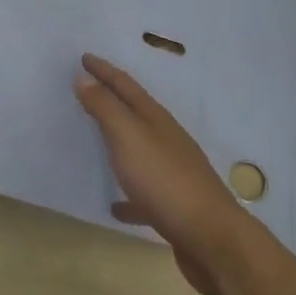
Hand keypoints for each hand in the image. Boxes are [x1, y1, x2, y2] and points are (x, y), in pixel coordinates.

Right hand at [74, 54, 248, 294]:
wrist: (211, 237)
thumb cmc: (165, 180)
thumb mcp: (128, 137)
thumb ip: (105, 108)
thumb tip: (84, 78)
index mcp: (155, 118)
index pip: (125, 85)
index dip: (103, 70)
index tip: (83, 57)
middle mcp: (166, 139)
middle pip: (134, 112)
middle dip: (111, 98)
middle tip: (86, 88)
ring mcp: (172, 172)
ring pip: (140, 149)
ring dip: (119, 141)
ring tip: (95, 140)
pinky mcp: (173, 205)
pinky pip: (143, 193)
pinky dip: (128, 195)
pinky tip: (115, 206)